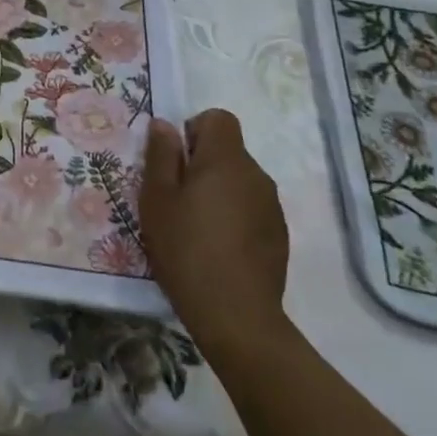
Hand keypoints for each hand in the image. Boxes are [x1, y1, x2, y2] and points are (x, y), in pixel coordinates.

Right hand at [140, 109, 290, 358]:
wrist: (236, 317)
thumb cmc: (187, 248)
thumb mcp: (157, 198)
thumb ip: (161, 155)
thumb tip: (165, 125)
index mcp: (226, 160)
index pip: (219, 119)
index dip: (194, 130)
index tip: (176, 160)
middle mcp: (256, 175)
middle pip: (229, 150)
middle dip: (202, 163)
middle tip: (176, 196)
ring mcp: (272, 207)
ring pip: (239, 180)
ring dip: (218, 190)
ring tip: (195, 224)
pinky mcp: (279, 236)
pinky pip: (251, 207)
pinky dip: (233, 215)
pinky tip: (217, 246)